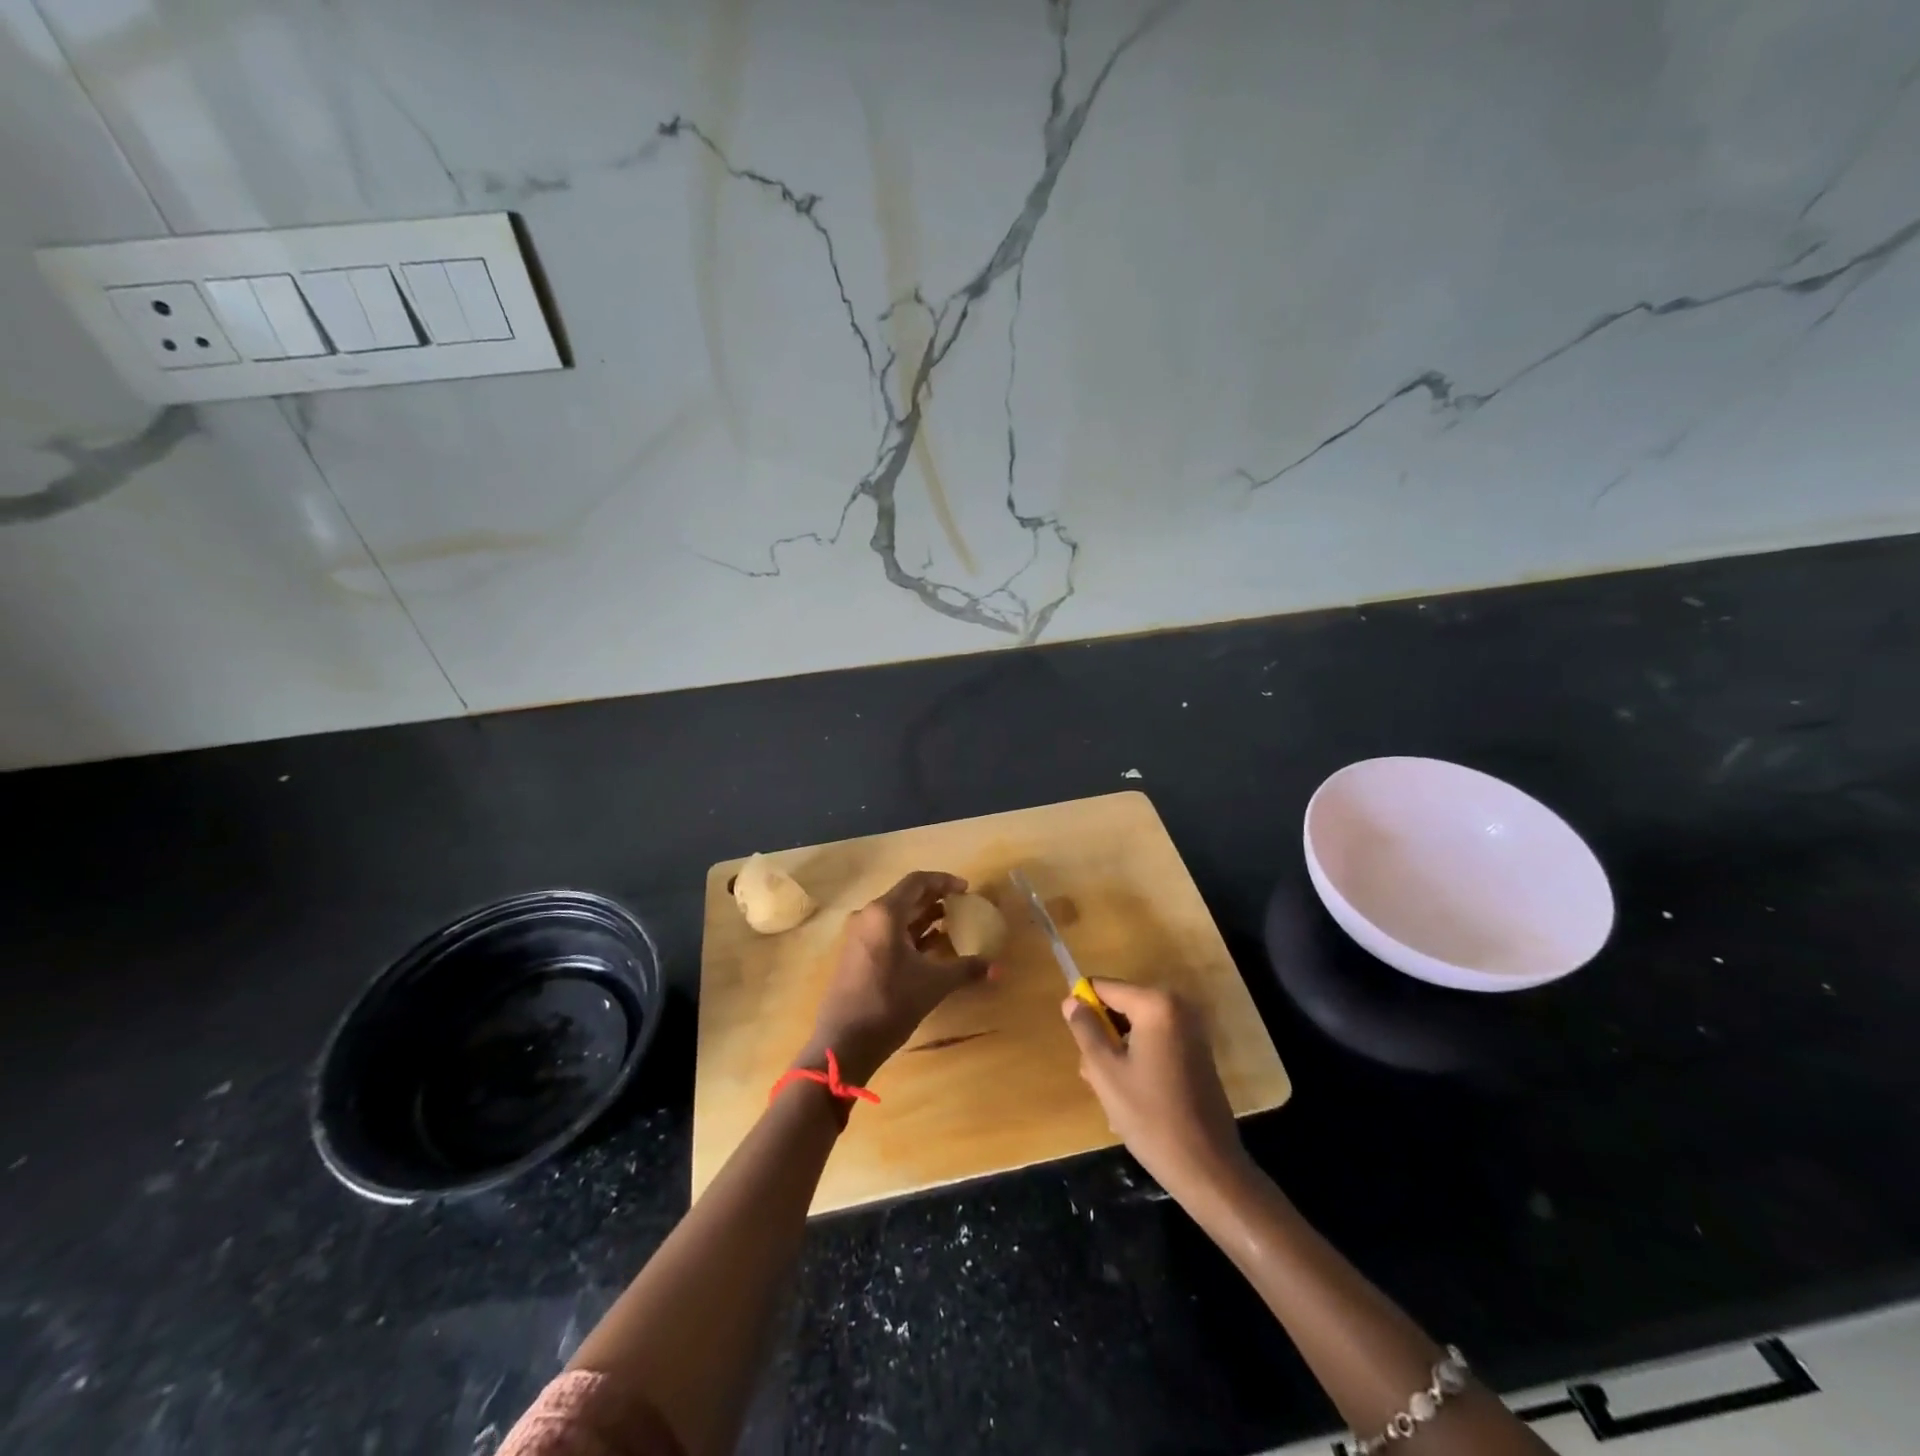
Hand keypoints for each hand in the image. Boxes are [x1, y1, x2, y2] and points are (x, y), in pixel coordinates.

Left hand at [800, 871, 989, 1082]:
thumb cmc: (890, 1003)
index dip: (944, 881)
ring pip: (896, 916)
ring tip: (951, 925)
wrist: (844, 1042)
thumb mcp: (934, 984)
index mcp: (884, 913)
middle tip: (962, 906)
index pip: (917, 881)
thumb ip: (966, 969)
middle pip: (906, 897)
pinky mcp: (856, 955)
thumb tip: (997, 968)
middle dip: (935, 899)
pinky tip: (930, 948)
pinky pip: (887, 933)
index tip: (966, 890)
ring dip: (923, 917)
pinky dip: (909, 934)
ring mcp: (859, 936)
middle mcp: (868, 916)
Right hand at [1062, 980, 1248, 1200]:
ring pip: (1135, 1030)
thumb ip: (1085, 1030)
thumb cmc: (1150, 1116)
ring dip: (1119, 1055)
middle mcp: (1177, 1007)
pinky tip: (1135, 1098)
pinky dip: (1139, 1062)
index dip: (1084, 1010)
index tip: (1078, 1044)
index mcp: (1156, 1004)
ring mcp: (1191, 1030)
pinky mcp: (1196, 1053)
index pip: (1105, 988)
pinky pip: (1155, 1043)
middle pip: (1121, 1008)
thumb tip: (1072, 1001)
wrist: (1207, 1167)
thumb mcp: (1105, 1072)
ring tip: (1114, 1096)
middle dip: (1104, 1038)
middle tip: (1097, 1078)